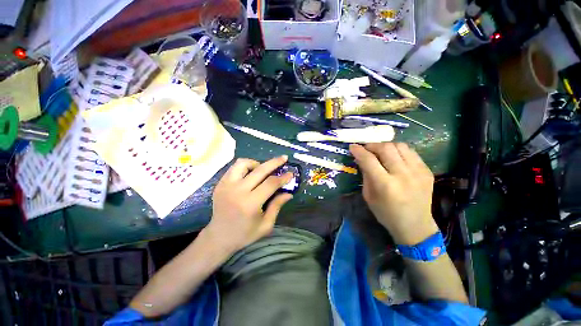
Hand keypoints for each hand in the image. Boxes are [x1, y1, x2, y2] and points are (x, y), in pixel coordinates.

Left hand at [204, 156, 293, 252]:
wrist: (218, 237)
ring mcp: (226, 185)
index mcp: (250, 204)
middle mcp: (237, 191)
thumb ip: (277, 206)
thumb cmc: (244, 234)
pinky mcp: (220, 184)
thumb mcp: (265, 225)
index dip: (283, 178)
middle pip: (260, 170)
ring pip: (243, 163)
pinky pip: (234, 167)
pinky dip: (245, 167)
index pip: (270, 184)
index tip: (291, 174)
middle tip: (284, 158)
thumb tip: (289, 193)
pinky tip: (251, 174)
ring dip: (257, 163)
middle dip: (275, 162)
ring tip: (263, 170)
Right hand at [349, 143, 438, 245]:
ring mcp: (418, 172)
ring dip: (386, 146)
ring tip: (380, 152)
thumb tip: (361, 158)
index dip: (359, 151)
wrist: (415, 225)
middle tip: (366, 148)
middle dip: (372, 145)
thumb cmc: (386, 213)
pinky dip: (399, 152)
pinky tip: (394, 158)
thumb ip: (365, 175)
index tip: (353, 146)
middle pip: (386, 148)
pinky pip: (411, 152)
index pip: (369, 160)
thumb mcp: (368, 196)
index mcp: (385, 185)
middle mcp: (403, 175)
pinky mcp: (427, 171)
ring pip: (400, 146)